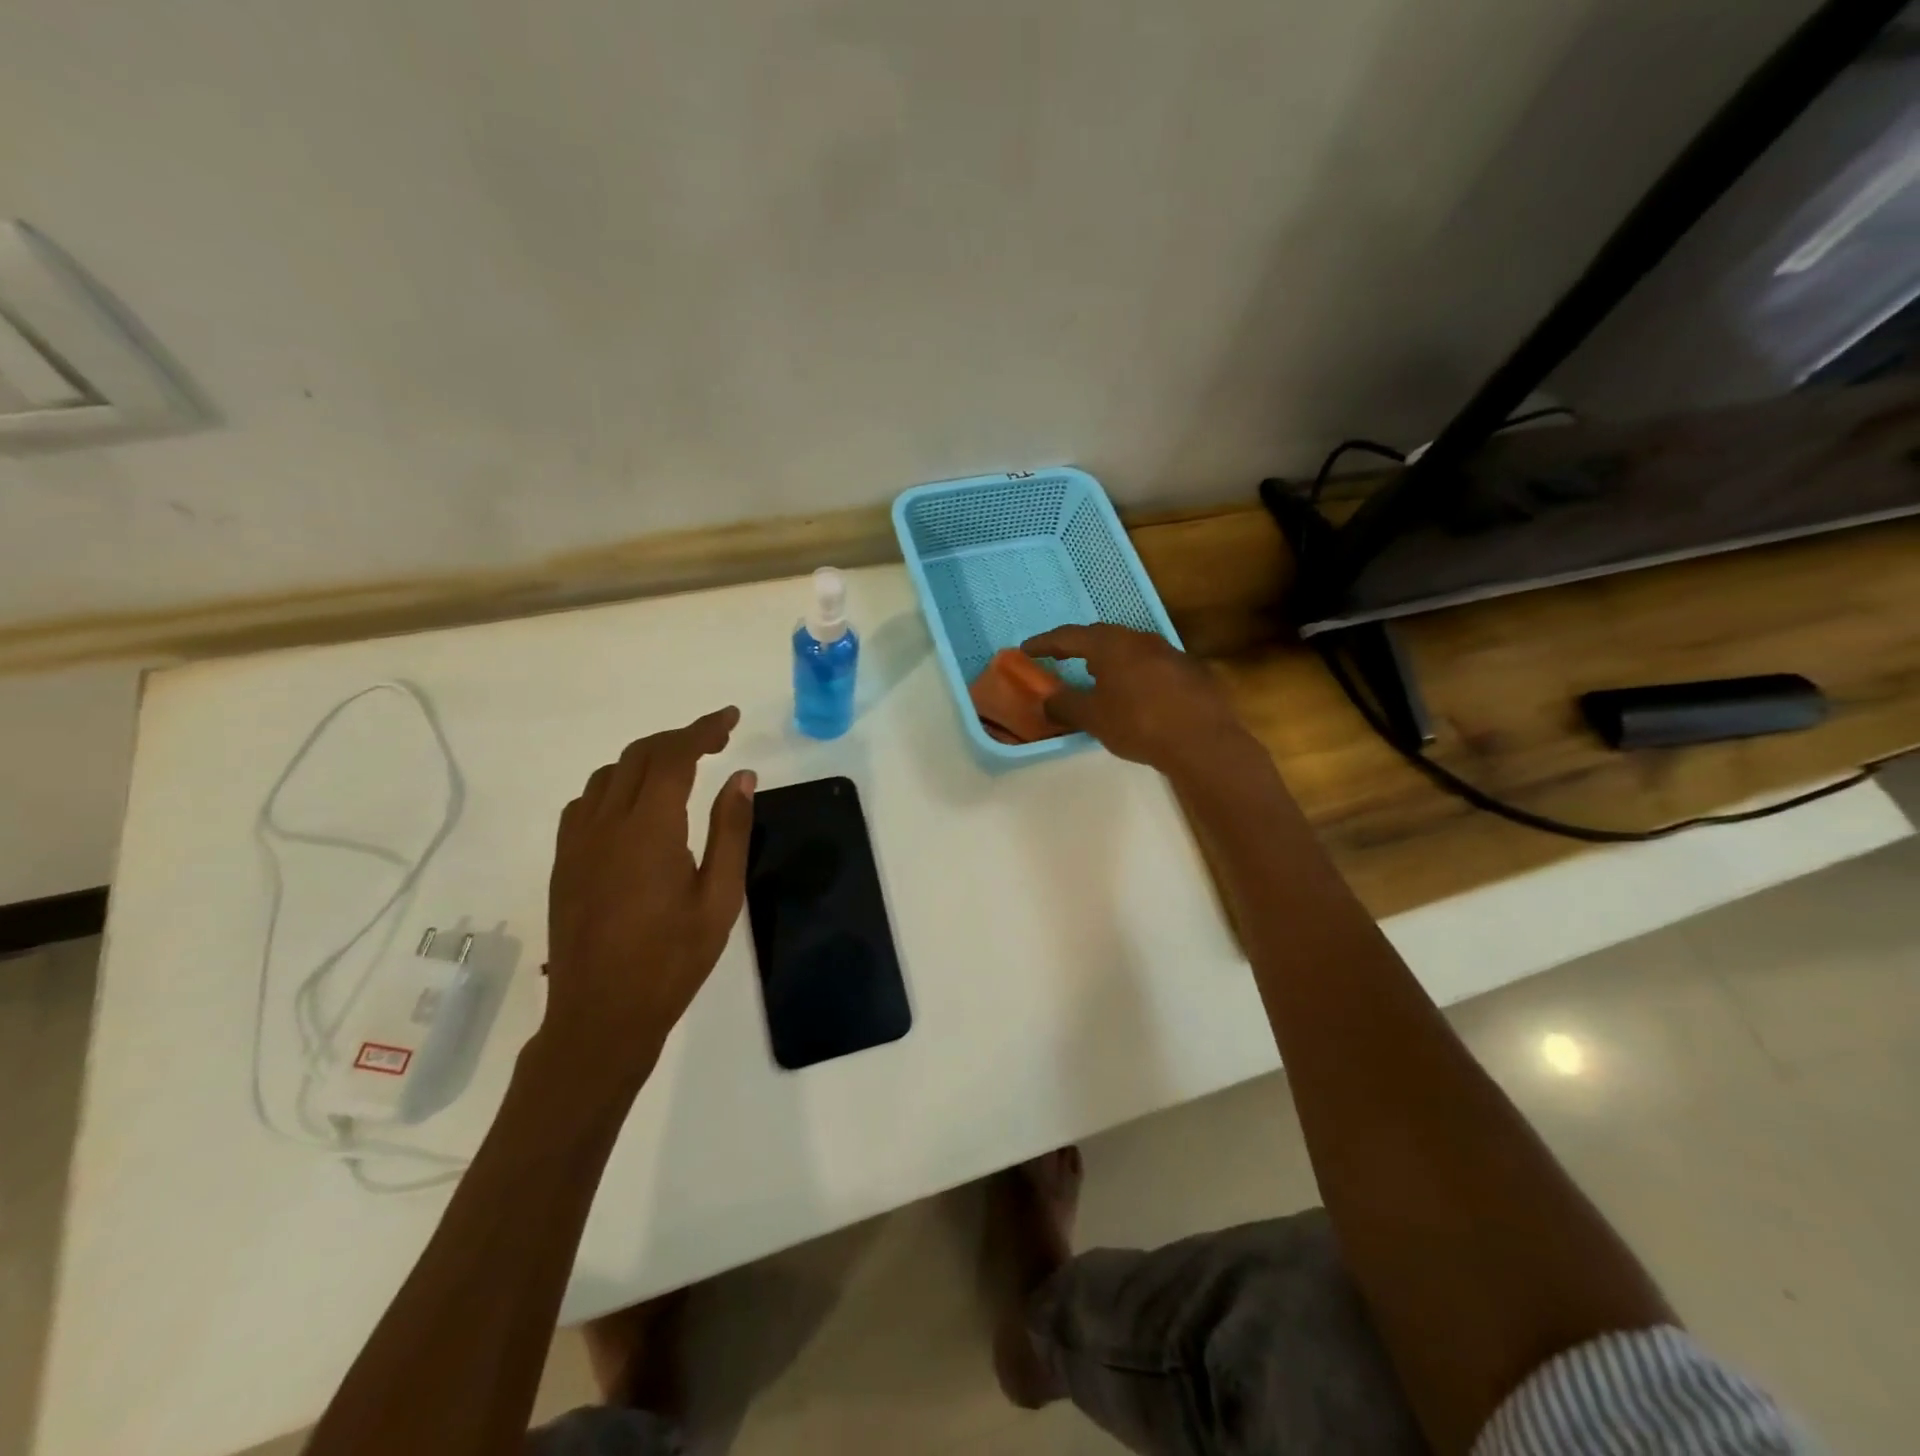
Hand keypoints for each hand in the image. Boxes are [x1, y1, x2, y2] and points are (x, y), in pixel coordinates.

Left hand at [540, 707, 756, 1081]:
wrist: (601, 1016)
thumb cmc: (672, 960)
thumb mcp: (720, 897)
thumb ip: (730, 831)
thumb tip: (742, 777)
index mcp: (649, 829)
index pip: (674, 756)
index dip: (703, 730)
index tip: (730, 718)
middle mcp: (606, 824)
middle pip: (639, 756)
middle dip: (680, 739)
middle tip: (717, 742)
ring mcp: (577, 842)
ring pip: (608, 774)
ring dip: (647, 759)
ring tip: (681, 769)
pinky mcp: (564, 862)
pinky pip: (586, 802)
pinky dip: (616, 785)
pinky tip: (635, 806)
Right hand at [1021, 625, 1250, 778]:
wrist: (1203, 741)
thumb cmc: (1138, 723)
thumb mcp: (1093, 718)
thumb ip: (1065, 706)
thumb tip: (1047, 700)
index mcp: (1111, 645)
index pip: (1069, 636)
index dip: (1044, 643)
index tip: (1026, 649)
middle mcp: (1140, 640)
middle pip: (1102, 637)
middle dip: (1078, 647)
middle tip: (1061, 658)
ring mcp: (1169, 653)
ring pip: (1130, 649)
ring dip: (1108, 659)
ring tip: (1096, 676)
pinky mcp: (1190, 672)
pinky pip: (1151, 666)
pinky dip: (1134, 674)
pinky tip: (1135, 694)